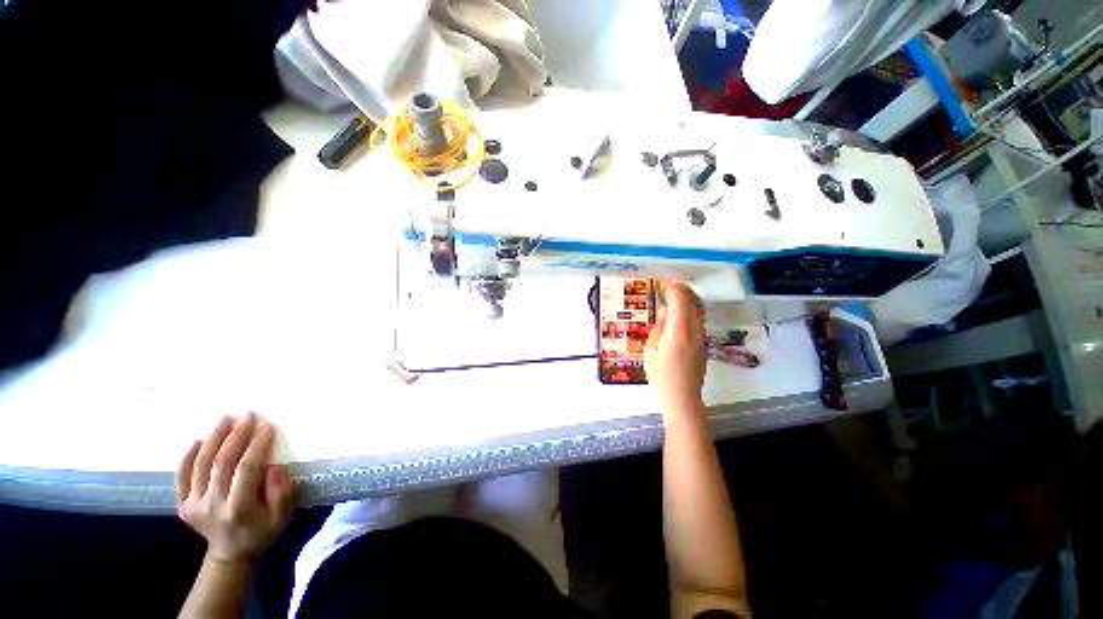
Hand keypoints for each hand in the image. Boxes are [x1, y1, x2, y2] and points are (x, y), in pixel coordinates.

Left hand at [176, 413, 294, 564]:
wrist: (230, 553)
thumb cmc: (262, 531)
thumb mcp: (282, 516)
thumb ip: (282, 492)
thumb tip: (275, 467)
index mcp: (238, 509)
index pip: (246, 470)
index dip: (257, 446)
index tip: (267, 428)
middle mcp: (212, 506)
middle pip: (221, 464)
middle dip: (235, 436)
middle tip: (247, 416)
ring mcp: (193, 505)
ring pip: (200, 465)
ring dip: (213, 439)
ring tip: (225, 419)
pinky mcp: (182, 504)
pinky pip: (181, 477)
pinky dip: (188, 457)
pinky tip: (197, 441)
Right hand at [645, 281, 706, 414]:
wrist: (682, 397)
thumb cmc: (661, 376)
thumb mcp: (651, 351)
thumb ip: (658, 329)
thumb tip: (664, 313)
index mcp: (679, 332)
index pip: (680, 303)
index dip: (674, 290)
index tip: (665, 282)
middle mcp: (694, 332)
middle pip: (694, 304)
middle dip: (684, 290)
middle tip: (671, 284)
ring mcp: (702, 338)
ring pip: (699, 311)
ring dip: (689, 299)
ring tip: (677, 294)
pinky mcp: (703, 344)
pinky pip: (699, 320)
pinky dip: (692, 310)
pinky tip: (682, 312)